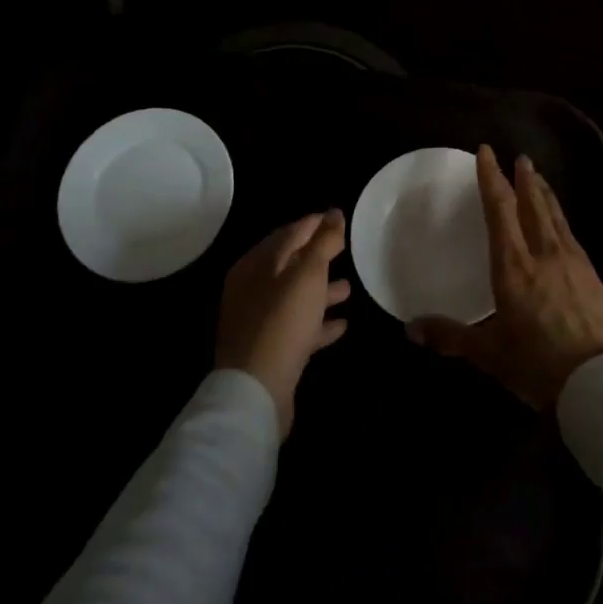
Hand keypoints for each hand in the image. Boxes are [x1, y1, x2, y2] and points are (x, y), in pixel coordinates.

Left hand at [216, 210, 351, 437]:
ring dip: (321, 290)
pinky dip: (318, 322)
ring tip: (350, 287)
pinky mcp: (270, 350)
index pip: (289, 233)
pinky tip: (342, 324)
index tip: (339, 218)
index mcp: (255, 265)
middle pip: (290, 264)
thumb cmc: (283, 321)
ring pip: (295, 297)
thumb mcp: (308, 275)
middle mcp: (252, 289)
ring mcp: (259, 321)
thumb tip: (334, 212)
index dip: (315, 223)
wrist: (256, 391)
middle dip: (318, 256)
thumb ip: (323, 242)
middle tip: (346, 249)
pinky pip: (298, 327)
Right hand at [409, 146, 602, 409]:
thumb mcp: (489, 353)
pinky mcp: (592, 275)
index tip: (487, 153)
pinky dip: (560, 220)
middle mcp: (543, 254)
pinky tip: (560, 226)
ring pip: (556, 216)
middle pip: (532, 205)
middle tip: (520, 158)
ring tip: (539, 179)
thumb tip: (410, 329)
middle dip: (524, 179)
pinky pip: (571, 235)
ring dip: (545, 194)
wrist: (599, 383)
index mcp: (514, 266)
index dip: (491, 178)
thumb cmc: (537, 365)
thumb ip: (450, 337)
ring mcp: (572, 262)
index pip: (500, 210)